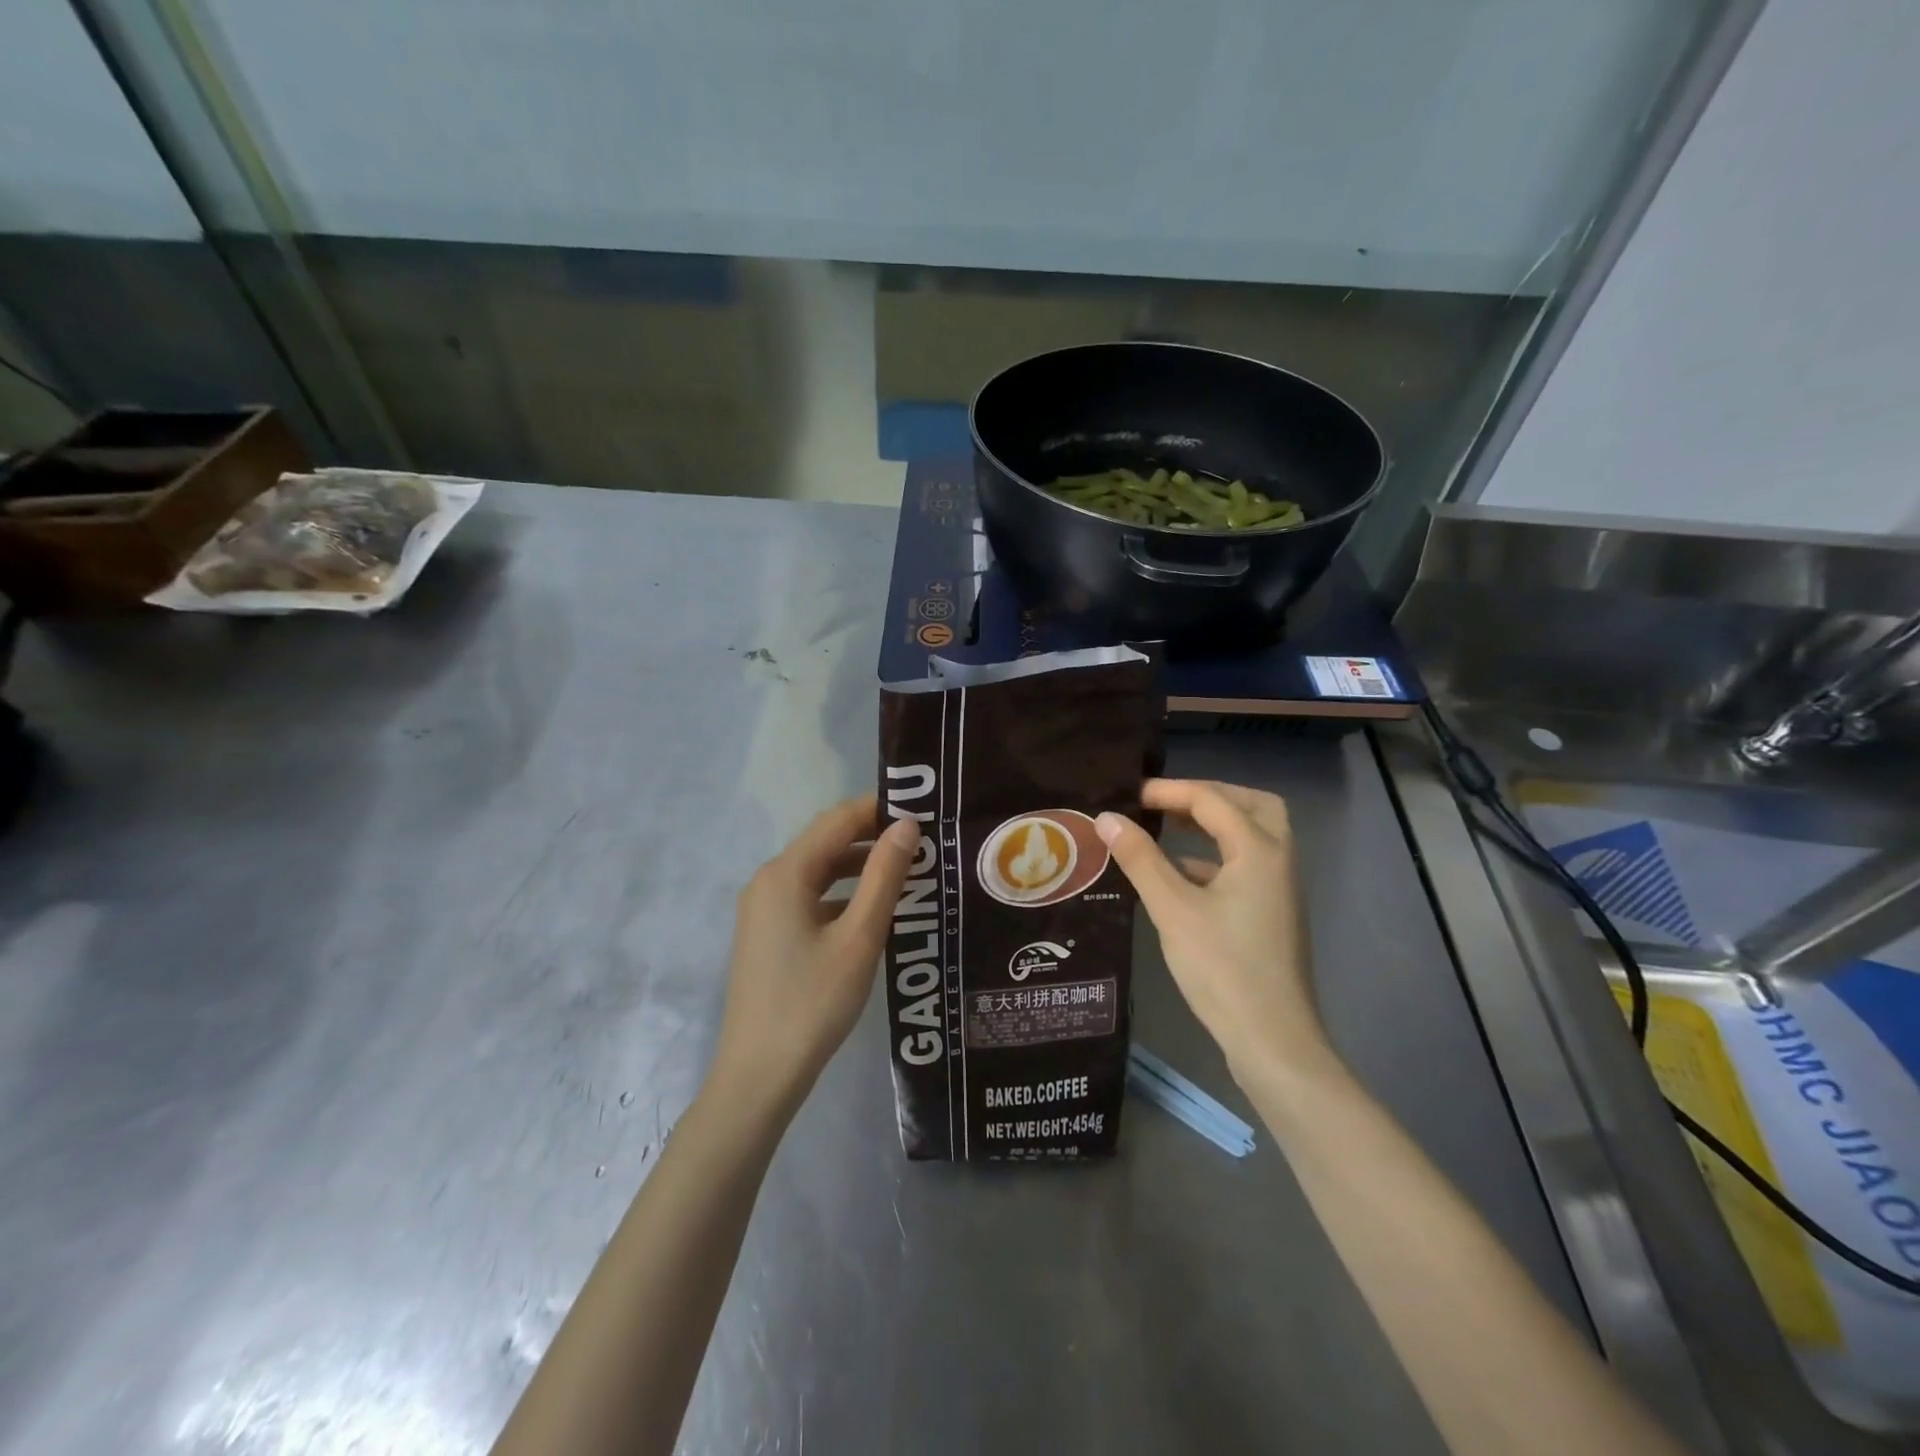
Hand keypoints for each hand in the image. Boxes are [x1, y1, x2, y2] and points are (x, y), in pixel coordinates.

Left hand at [710, 795, 916, 1115]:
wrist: (760, 1074)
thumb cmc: (814, 1002)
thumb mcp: (859, 937)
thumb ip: (884, 876)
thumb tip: (907, 825)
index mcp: (786, 873)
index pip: (838, 820)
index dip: (879, 809)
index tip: (923, 810)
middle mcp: (768, 880)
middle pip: (826, 842)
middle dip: (872, 836)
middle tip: (923, 840)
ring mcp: (763, 908)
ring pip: (818, 870)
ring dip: (859, 866)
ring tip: (908, 870)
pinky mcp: (767, 932)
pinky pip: (809, 896)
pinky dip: (842, 893)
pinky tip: (873, 909)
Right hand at [1097, 779, 1323, 1076]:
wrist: (1272, 1040)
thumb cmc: (1222, 968)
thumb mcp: (1173, 909)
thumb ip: (1140, 858)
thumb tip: (1107, 816)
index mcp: (1259, 850)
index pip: (1212, 800)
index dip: (1169, 792)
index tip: (1129, 795)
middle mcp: (1278, 860)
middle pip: (1251, 806)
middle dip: (1208, 796)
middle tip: (1166, 802)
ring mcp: (1279, 889)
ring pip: (1252, 836)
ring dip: (1213, 825)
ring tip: (1167, 828)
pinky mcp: (1271, 913)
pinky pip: (1246, 866)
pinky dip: (1214, 857)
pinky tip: (1179, 875)